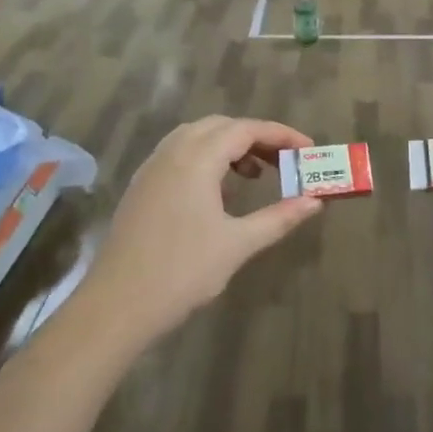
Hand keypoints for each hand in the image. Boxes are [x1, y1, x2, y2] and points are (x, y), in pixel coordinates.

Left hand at [82, 116, 322, 348]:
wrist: (117, 305)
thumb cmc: (183, 272)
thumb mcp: (238, 244)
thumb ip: (279, 218)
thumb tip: (315, 201)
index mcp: (196, 159)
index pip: (245, 129)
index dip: (280, 134)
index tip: (308, 149)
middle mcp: (171, 153)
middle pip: (220, 126)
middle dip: (255, 136)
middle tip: (284, 160)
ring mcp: (151, 169)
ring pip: (195, 137)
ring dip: (228, 145)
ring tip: (254, 174)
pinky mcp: (141, 187)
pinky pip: (178, 154)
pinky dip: (206, 158)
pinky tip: (218, 191)